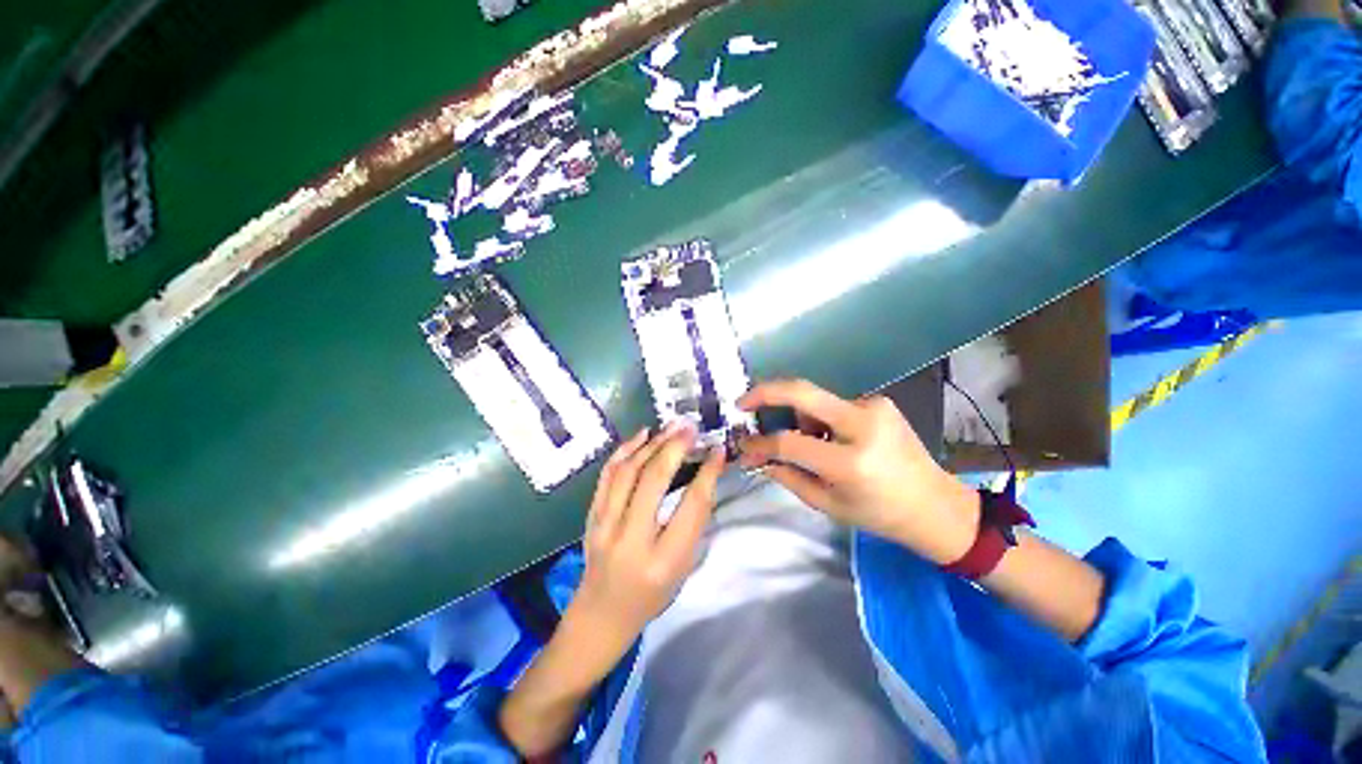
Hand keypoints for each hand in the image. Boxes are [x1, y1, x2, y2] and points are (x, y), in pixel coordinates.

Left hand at [568, 422, 724, 659]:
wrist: (602, 613)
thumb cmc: (652, 594)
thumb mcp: (684, 567)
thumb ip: (694, 522)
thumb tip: (705, 473)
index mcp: (663, 560)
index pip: (690, 506)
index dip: (707, 474)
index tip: (718, 451)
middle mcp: (630, 539)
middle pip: (653, 480)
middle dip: (675, 447)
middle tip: (691, 428)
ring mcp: (604, 525)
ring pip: (628, 471)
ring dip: (652, 443)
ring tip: (671, 427)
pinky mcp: (591, 515)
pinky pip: (607, 474)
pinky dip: (625, 449)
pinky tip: (642, 434)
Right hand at [737, 379, 979, 565]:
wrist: (936, 505)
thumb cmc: (879, 514)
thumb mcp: (828, 504)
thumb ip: (788, 476)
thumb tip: (755, 457)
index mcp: (851, 462)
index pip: (790, 442)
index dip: (760, 443)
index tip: (743, 446)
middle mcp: (863, 425)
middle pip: (802, 392)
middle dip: (765, 392)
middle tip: (742, 403)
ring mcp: (874, 407)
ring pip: (815, 399)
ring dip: (798, 415)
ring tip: (805, 440)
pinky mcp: (879, 402)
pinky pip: (833, 405)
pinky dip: (820, 418)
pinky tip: (830, 437)